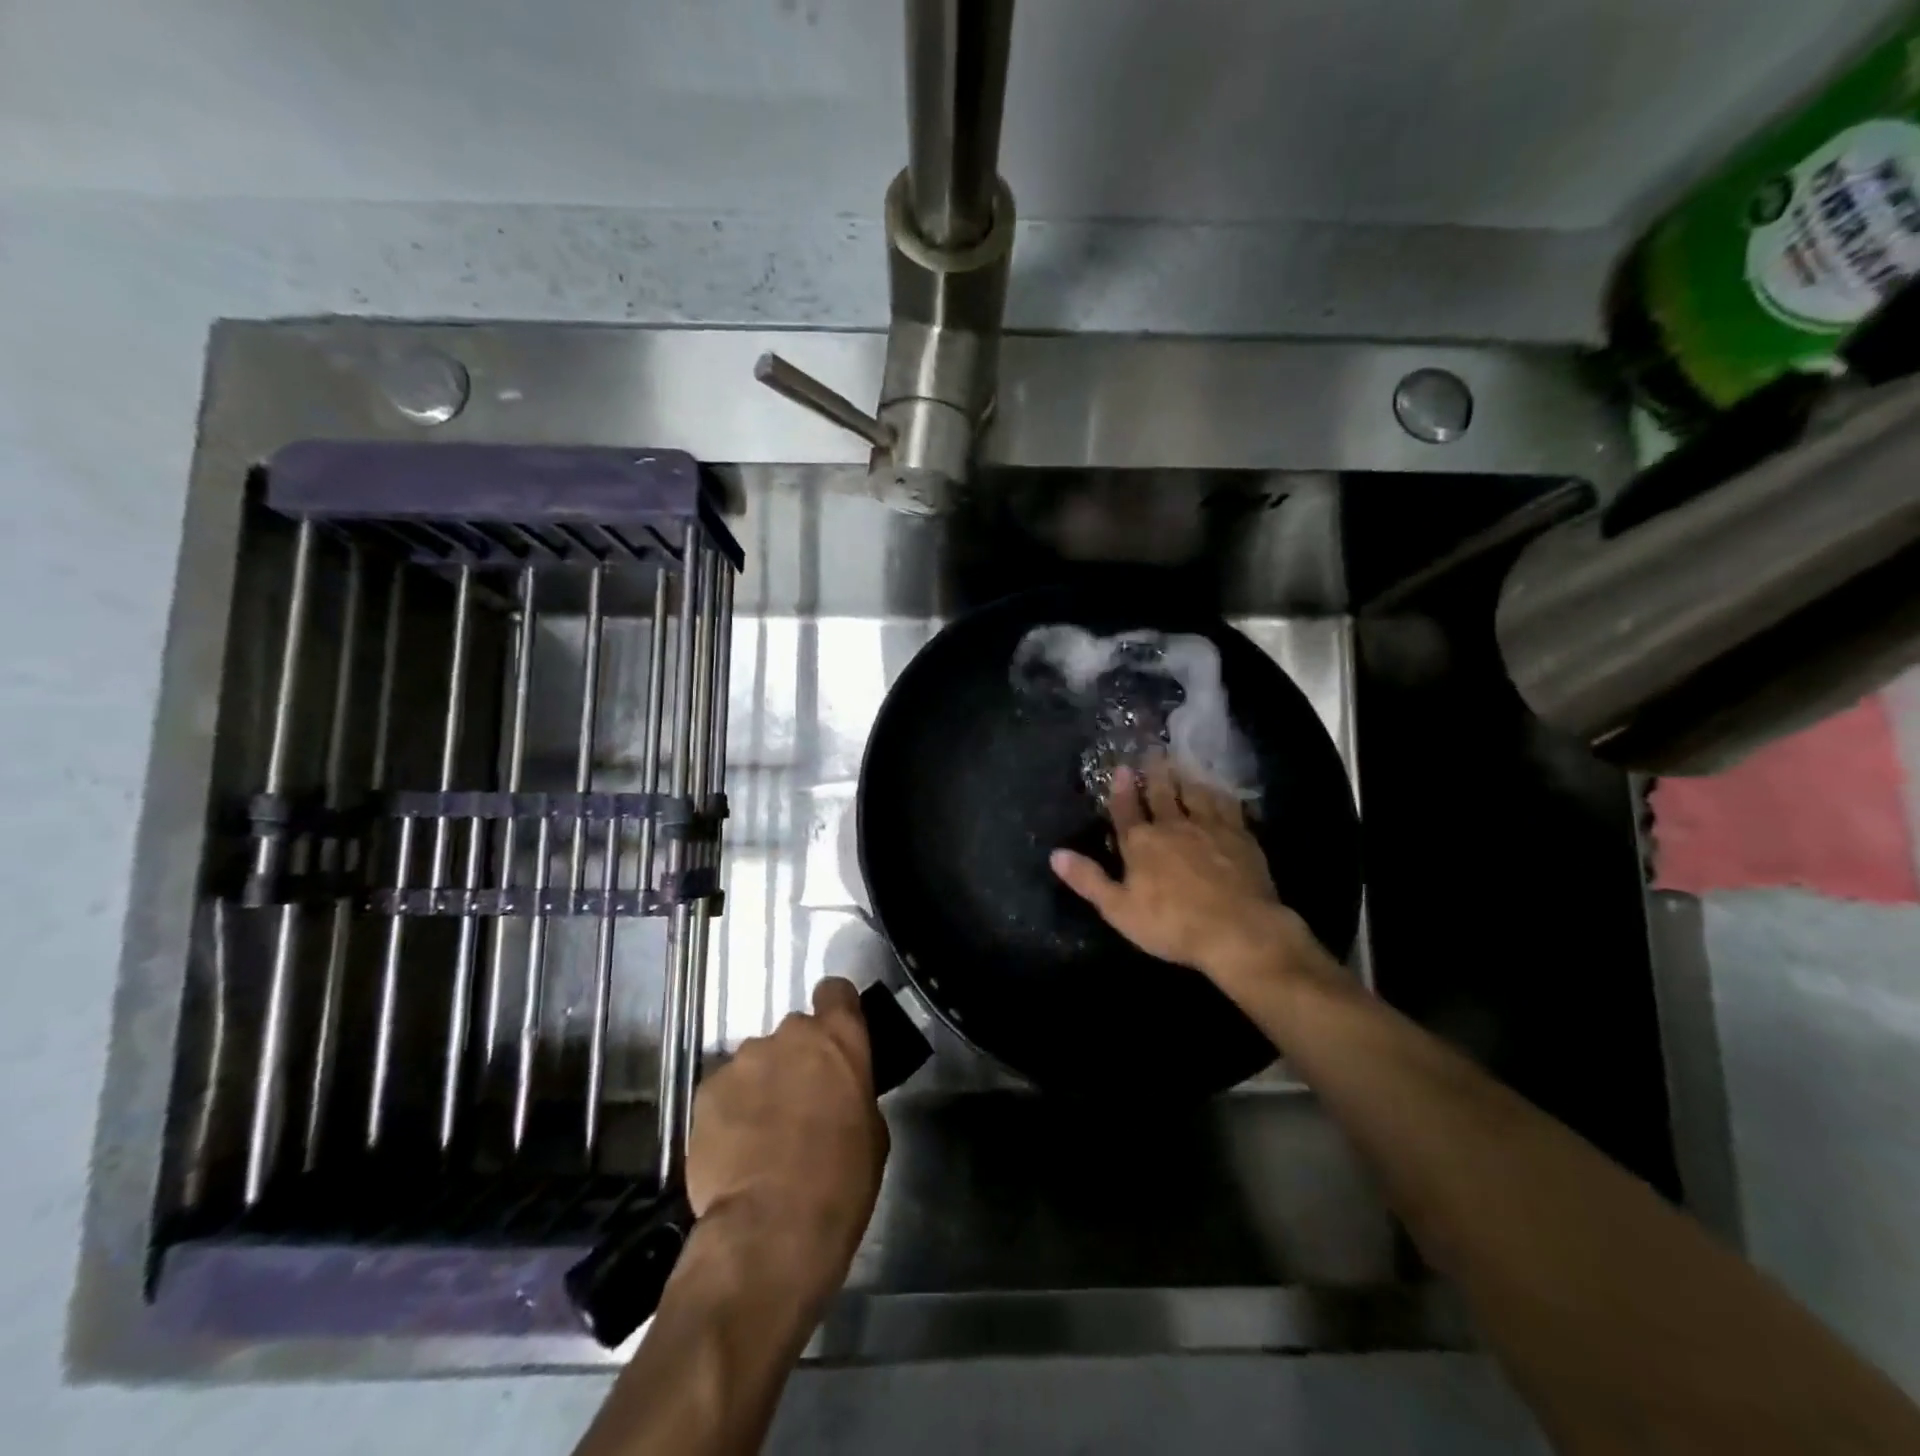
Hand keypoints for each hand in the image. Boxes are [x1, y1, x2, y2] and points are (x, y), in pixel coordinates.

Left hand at [684, 976, 887, 1312]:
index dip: (835, 1011)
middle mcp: (790, 1034)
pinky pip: (724, 1091)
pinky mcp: (706, 1090)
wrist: (770, 1231)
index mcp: (839, 1038)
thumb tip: (838, 1091)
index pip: (836, 991)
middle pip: (794, 1032)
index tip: (834, 1039)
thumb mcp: (873, 1132)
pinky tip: (735, 1151)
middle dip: (797, 1060)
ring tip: (761, 1136)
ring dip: (762, 1086)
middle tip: (800, 1103)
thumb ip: (854, 1092)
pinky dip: (730, 1111)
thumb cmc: (841, 1181)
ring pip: (757, 1062)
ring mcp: (744, 1059)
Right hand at [1050, 760, 1311, 989]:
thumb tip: (1055, 854)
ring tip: (1182, 764)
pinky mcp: (1240, 836)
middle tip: (1152, 752)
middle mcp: (1173, 826)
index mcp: (1140, 843)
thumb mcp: (1118, 909)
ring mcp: (1209, 828)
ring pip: (1194, 794)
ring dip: (1185, 778)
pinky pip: (1227, 806)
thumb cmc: (1172, 924)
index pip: (1125, 810)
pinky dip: (1219, 794)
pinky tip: (1219, 790)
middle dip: (1154, 774)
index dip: (1121, 789)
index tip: (1121, 768)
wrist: (1237, 930)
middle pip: (1161, 794)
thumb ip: (1088, 879)